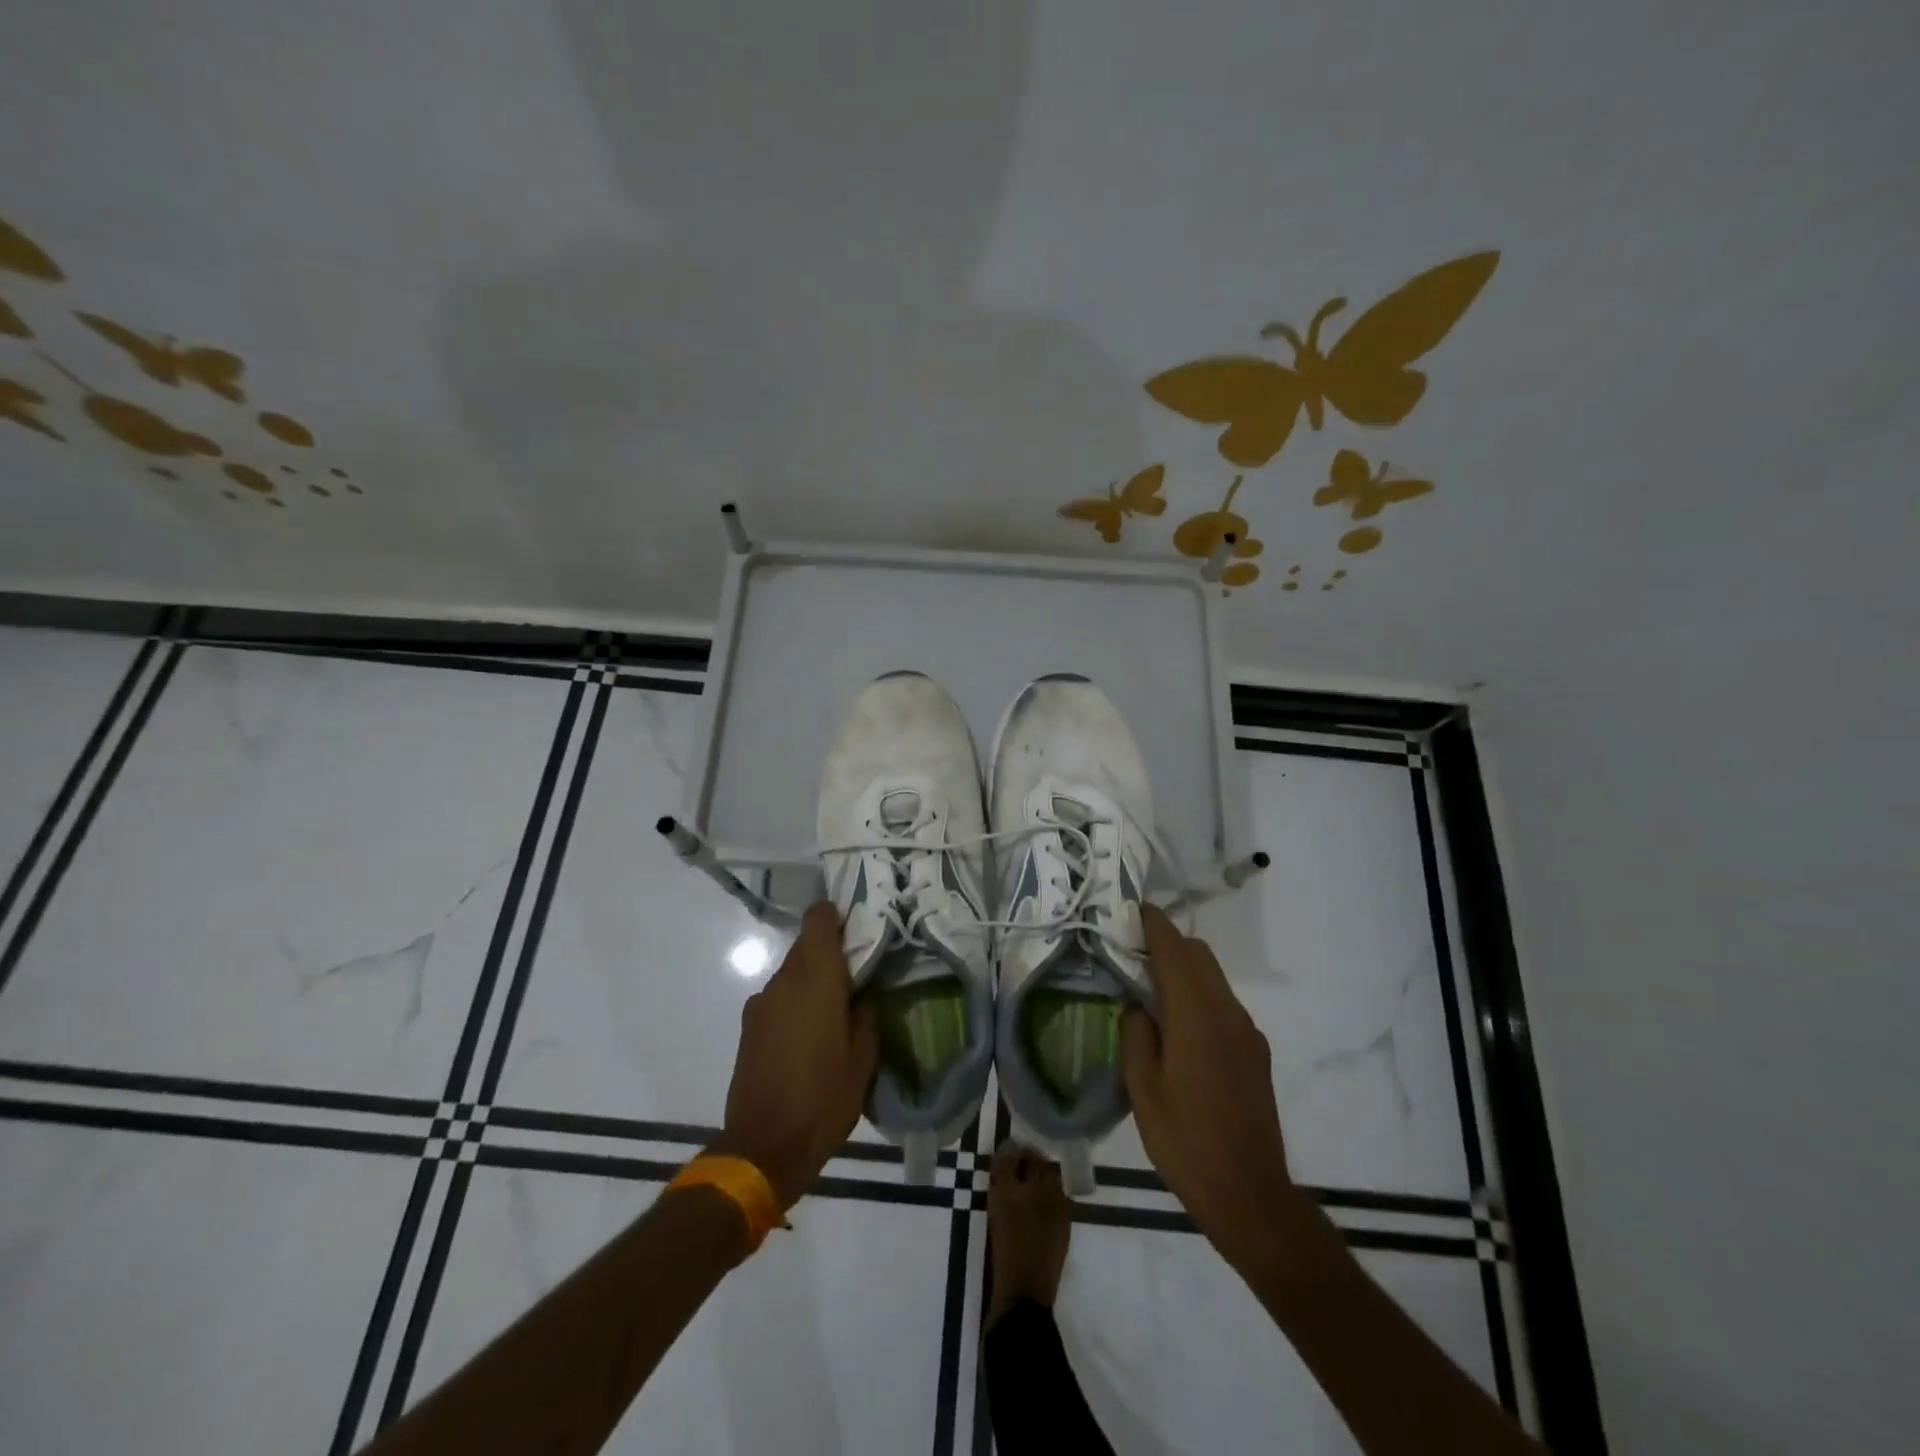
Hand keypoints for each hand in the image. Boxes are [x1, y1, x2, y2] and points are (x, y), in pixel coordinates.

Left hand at [710, 902, 878, 1210]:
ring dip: (812, 980)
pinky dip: (795, 1002)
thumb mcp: (863, 1060)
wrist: (763, 1147)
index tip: (856, 927)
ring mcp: (761, 1003)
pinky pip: (778, 997)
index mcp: (816, 980)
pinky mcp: (748, 1026)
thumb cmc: (823, 1100)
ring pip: (791, 973)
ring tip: (835, 1011)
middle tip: (856, 974)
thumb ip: (866, 1015)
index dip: (836, 915)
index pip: (818, 919)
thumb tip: (863, 993)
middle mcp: (784, 981)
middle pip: (806, 946)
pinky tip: (809, 1035)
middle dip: (830, 952)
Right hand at [1121, 905, 1310, 1277]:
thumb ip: (1136, 1036)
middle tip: (1134, 954)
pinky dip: (1200, 997)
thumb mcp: (1143, 1089)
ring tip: (1152, 991)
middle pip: (1201, 956)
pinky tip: (1180, 1029)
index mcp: (1196, 1017)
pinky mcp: (1256, 1053)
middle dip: (1170, 944)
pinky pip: (1224, 1005)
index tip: (1136, 909)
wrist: (1250, 1194)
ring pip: (1214, 979)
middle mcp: (1228, 1014)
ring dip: (1186, 971)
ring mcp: (1247, 1033)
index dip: (1155, 926)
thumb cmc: (1186, 1141)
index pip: (1176, 951)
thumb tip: (1138, 1008)